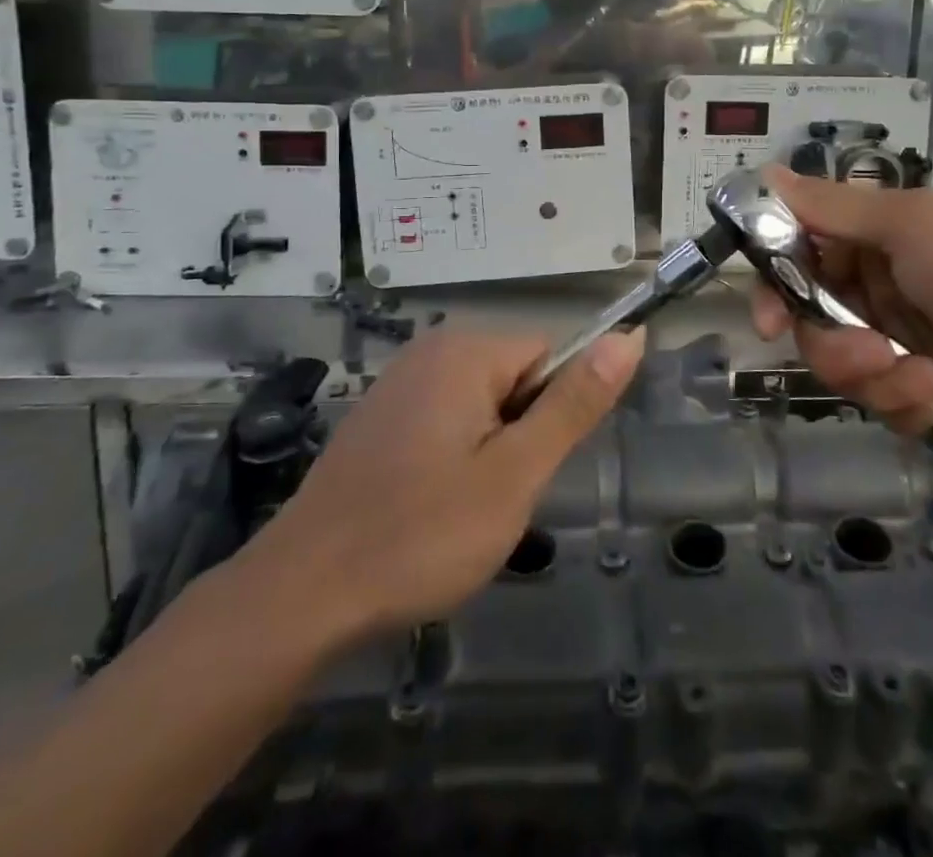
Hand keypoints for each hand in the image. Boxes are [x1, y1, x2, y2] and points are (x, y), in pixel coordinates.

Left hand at [234, 325, 643, 651]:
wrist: (302, 593)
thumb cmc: (420, 534)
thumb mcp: (515, 474)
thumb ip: (575, 404)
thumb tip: (630, 338)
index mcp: (466, 351)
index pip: (549, 358)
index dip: (549, 418)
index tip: (524, 472)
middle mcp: (431, 349)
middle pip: (515, 380)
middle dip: (517, 438)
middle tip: (490, 499)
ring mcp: (399, 381)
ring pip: (482, 407)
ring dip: (487, 454)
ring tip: (457, 511)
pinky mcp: (380, 415)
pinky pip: (444, 421)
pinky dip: (450, 460)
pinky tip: (425, 509)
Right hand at [749, 165, 932, 467]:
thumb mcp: (912, 226)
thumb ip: (833, 208)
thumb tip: (766, 174)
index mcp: (882, 235)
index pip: (803, 251)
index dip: (778, 282)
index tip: (768, 317)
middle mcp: (888, 282)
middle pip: (815, 315)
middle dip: (830, 340)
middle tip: (863, 351)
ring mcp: (908, 338)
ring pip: (844, 362)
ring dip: (872, 375)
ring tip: (921, 378)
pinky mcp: (929, 390)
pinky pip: (882, 400)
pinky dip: (904, 400)